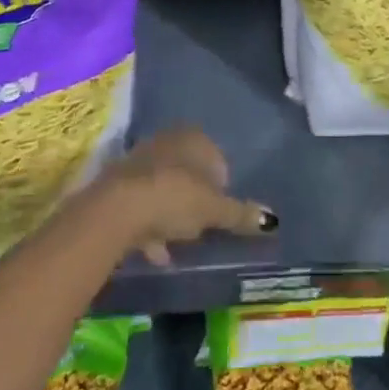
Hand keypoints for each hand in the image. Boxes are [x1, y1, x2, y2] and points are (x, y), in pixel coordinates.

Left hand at [103, 127, 276, 266]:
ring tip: (177, 244)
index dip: (221, 187)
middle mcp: (167, 141)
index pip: (217, 158)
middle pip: (189, 172)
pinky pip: (142, 203)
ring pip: (164, 187)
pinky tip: (155, 250)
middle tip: (200, 227)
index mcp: (194, 138)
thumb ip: (240, 214)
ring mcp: (140, 160)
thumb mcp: (214, 210)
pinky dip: (150, 225)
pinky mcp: (118, 184)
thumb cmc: (174, 198)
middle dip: (194, 199)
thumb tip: (272, 220)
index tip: (220, 213)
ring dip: (170, 214)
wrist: (116, 209)